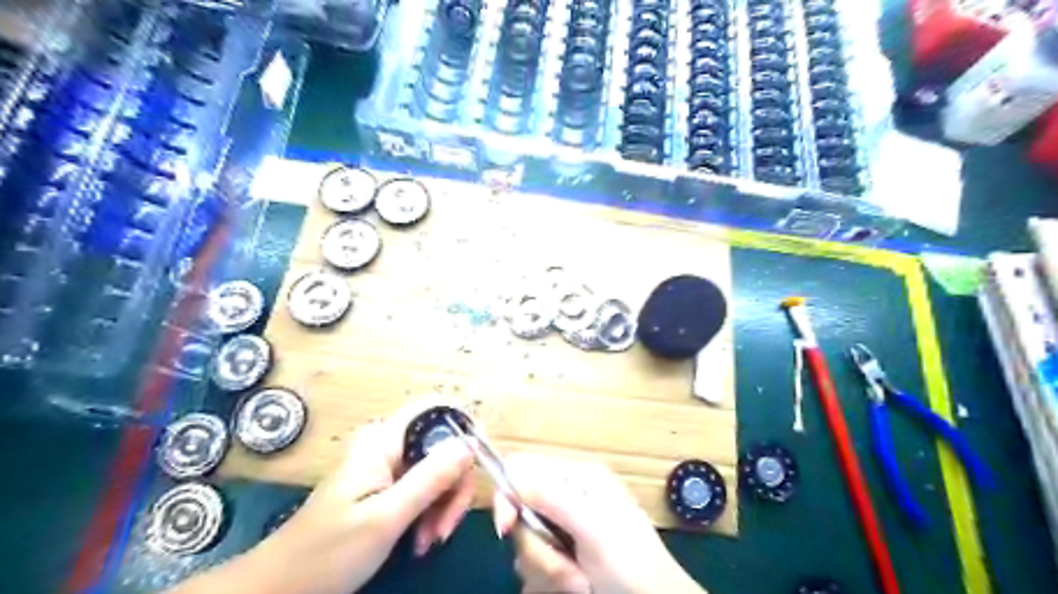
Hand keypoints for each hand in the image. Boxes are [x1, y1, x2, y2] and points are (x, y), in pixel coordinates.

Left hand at [173, 398, 475, 593]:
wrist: (283, 588)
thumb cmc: (329, 552)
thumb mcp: (386, 517)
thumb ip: (431, 478)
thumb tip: (470, 443)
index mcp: (386, 439)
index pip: (438, 409)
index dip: (465, 428)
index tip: (478, 465)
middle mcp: (391, 444)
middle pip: (445, 445)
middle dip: (454, 485)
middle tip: (444, 527)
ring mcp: (391, 466)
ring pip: (440, 470)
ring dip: (444, 505)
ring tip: (428, 540)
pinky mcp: (391, 487)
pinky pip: (427, 489)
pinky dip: (432, 513)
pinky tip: (421, 540)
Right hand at [491, 456, 705, 593]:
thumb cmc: (631, 563)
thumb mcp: (593, 527)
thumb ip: (551, 497)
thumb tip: (510, 475)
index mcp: (576, 478)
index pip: (522, 468)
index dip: (507, 495)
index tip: (507, 528)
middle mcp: (566, 498)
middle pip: (519, 514)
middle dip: (538, 550)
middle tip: (568, 571)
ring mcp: (563, 530)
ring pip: (525, 546)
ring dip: (547, 572)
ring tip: (580, 585)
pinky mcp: (561, 558)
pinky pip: (533, 569)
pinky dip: (547, 584)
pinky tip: (573, 589)